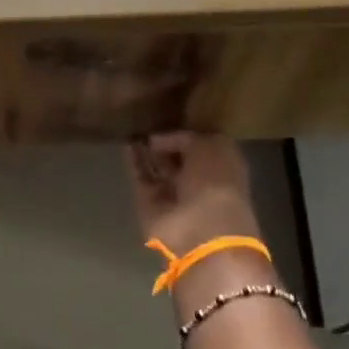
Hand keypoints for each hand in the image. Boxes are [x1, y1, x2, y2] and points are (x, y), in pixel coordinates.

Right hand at [125, 133, 260, 254]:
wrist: (200, 232)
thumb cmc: (215, 184)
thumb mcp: (210, 147)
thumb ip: (186, 138)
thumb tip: (158, 140)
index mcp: (223, 166)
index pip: (202, 145)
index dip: (187, 132)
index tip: (170, 116)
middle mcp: (199, 180)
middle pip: (178, 158)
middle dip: (165, 142)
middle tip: (147, 121)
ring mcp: (173, 195)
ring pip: (158, 168)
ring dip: (146, 151)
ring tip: (132, 128)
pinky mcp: (150, 205)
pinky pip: (141, 178)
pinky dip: (134, 163)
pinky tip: (126, 143)